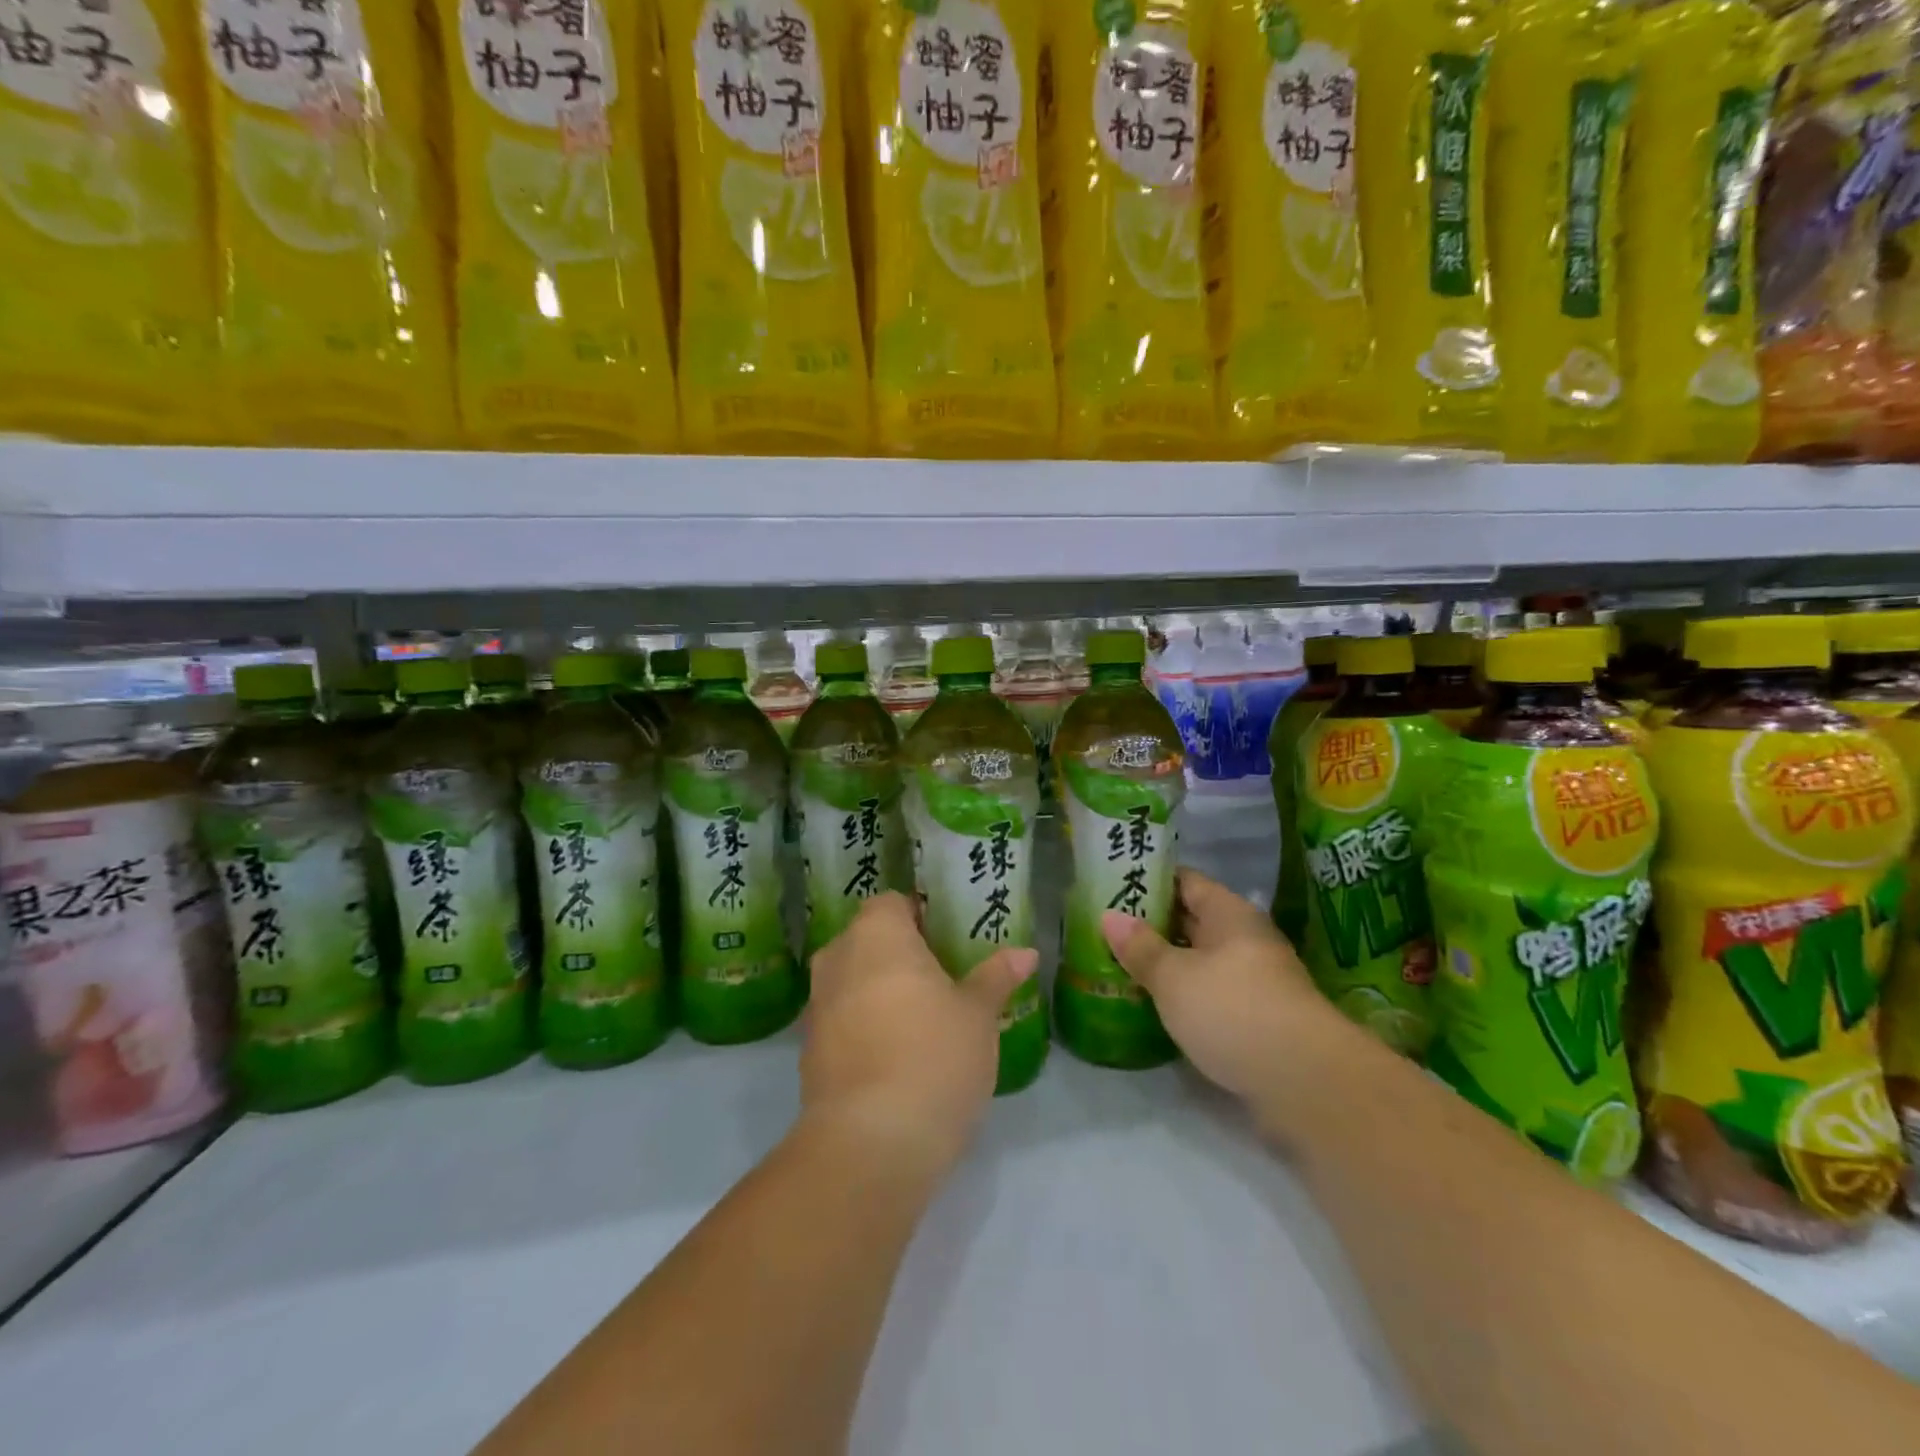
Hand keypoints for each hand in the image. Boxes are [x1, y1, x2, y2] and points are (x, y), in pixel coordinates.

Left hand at [801, 892, 1036, 1174]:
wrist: (869, 1144)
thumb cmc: (932, 1056)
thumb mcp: (977, 1015)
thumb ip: (996, 977)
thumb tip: (1026, 952)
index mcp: (876, 933)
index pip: (893, 903)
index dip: (921, 916)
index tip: (949, 940)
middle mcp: (837, 958)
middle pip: (870, 940)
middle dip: (901, 955)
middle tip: (944, 977)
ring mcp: (817, 1006)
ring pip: (853, 981)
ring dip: (881, 991)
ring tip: (924, 1018)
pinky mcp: (809, 1051)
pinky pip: (843, 1021)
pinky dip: (865, 1027)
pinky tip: (897, 1055)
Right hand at [1102, 869, 1331, 1104]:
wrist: (1306, 1083)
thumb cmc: (1233, 1011)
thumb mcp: (1174, 978)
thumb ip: (1141, 948)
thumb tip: (1110, 916)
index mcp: (1230, 913)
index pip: (1186, 881)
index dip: (1150, 879)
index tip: (1113, 884)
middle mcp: (1245, 939)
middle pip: (1193, 920)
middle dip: (1152, 924)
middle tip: (1106, 927)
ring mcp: (1255, 980)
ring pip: (1201, 960)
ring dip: (1166, 963)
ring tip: (1119, 964)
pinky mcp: (1257, 1020)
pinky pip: (1210, 994)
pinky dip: (1183, 995)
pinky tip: (1154, 1004)